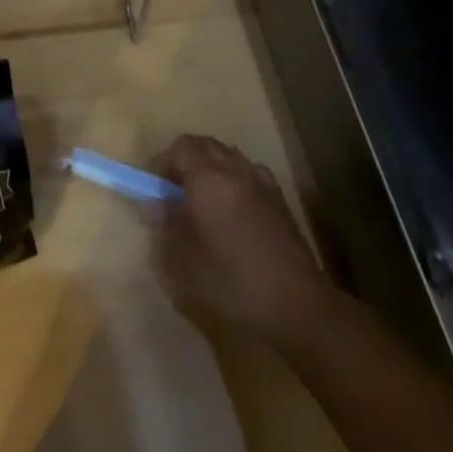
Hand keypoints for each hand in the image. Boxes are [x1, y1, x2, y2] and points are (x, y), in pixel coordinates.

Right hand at [152, 134, 338, 345]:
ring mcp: (263, 184)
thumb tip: (155, 205)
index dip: (164, 161)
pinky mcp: (281, 201)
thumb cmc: (232, 282)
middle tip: (176, 191)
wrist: (297, 306)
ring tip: (203, 200)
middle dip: (186, 160)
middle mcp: (236, 172)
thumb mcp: (185, 259)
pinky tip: (233, 210)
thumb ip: (169, 224)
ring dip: (212, 167)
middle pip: (207, 145)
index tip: (157, 188)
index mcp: (209, 181)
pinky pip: (251, 173)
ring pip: (230, 157)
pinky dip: (235, 179)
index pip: (182, 147)